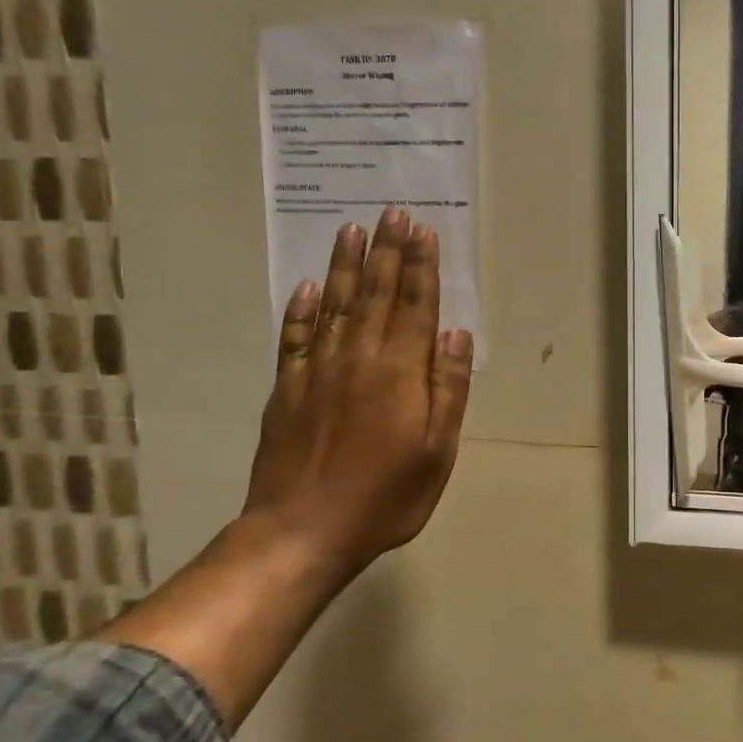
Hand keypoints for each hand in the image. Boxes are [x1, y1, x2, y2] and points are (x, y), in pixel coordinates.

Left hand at [243, 207, 473, 577]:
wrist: (303, 529)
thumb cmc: (385, 496)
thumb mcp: (437, 451)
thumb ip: (447, 389)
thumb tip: (456, 334)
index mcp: (399, 371)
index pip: (414, 305)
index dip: (420, 266)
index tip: (422, 230)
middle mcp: (357, 357)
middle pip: (374, 293)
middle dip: (386, 250)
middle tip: (391, 212)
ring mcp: (316, 370)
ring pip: (333, 304)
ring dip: (344, 265)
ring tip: (351, 229)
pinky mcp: (286, 388)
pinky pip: (293, 336)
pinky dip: (300, 308)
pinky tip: (306, 286)